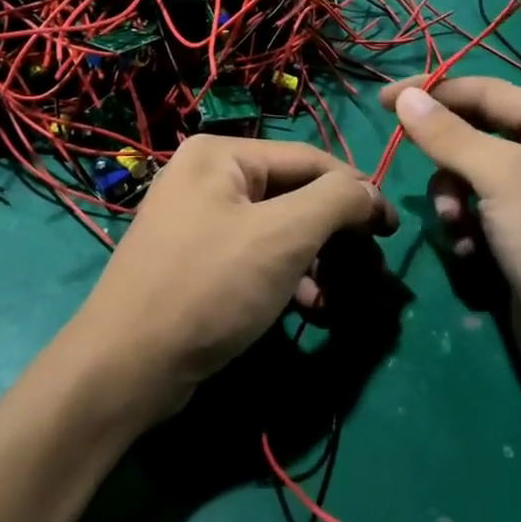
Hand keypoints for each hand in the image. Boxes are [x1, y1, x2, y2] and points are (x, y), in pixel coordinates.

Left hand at [71, 135, 396, 419]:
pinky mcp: (197, 262)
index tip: (393, 230)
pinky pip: (256, 257)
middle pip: (294, 195)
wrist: (127, 367)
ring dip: (317, 262)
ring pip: (279, 230)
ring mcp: (199, 220)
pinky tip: (311, 310)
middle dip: (336, 234)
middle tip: (372, 268)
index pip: (310, 160)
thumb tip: (370, 192)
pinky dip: (288, 279)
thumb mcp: (283, 237)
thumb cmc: (209, 287)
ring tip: (344, 296)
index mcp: (221, 154)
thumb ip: (335, 202)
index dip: (358, 191)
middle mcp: (207, 177)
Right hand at [379, 77, 520, 402]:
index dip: (432, 92)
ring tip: (460, 231)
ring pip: (470, 181)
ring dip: (454, 204)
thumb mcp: (503, 179)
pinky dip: (468, 233)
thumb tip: (404, 97)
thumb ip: (450, 135)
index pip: (484, 91)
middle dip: (449, 165)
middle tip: (441, 195)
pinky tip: (474, 257)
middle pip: (475, 138)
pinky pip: (479, 218)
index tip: (381, 102)